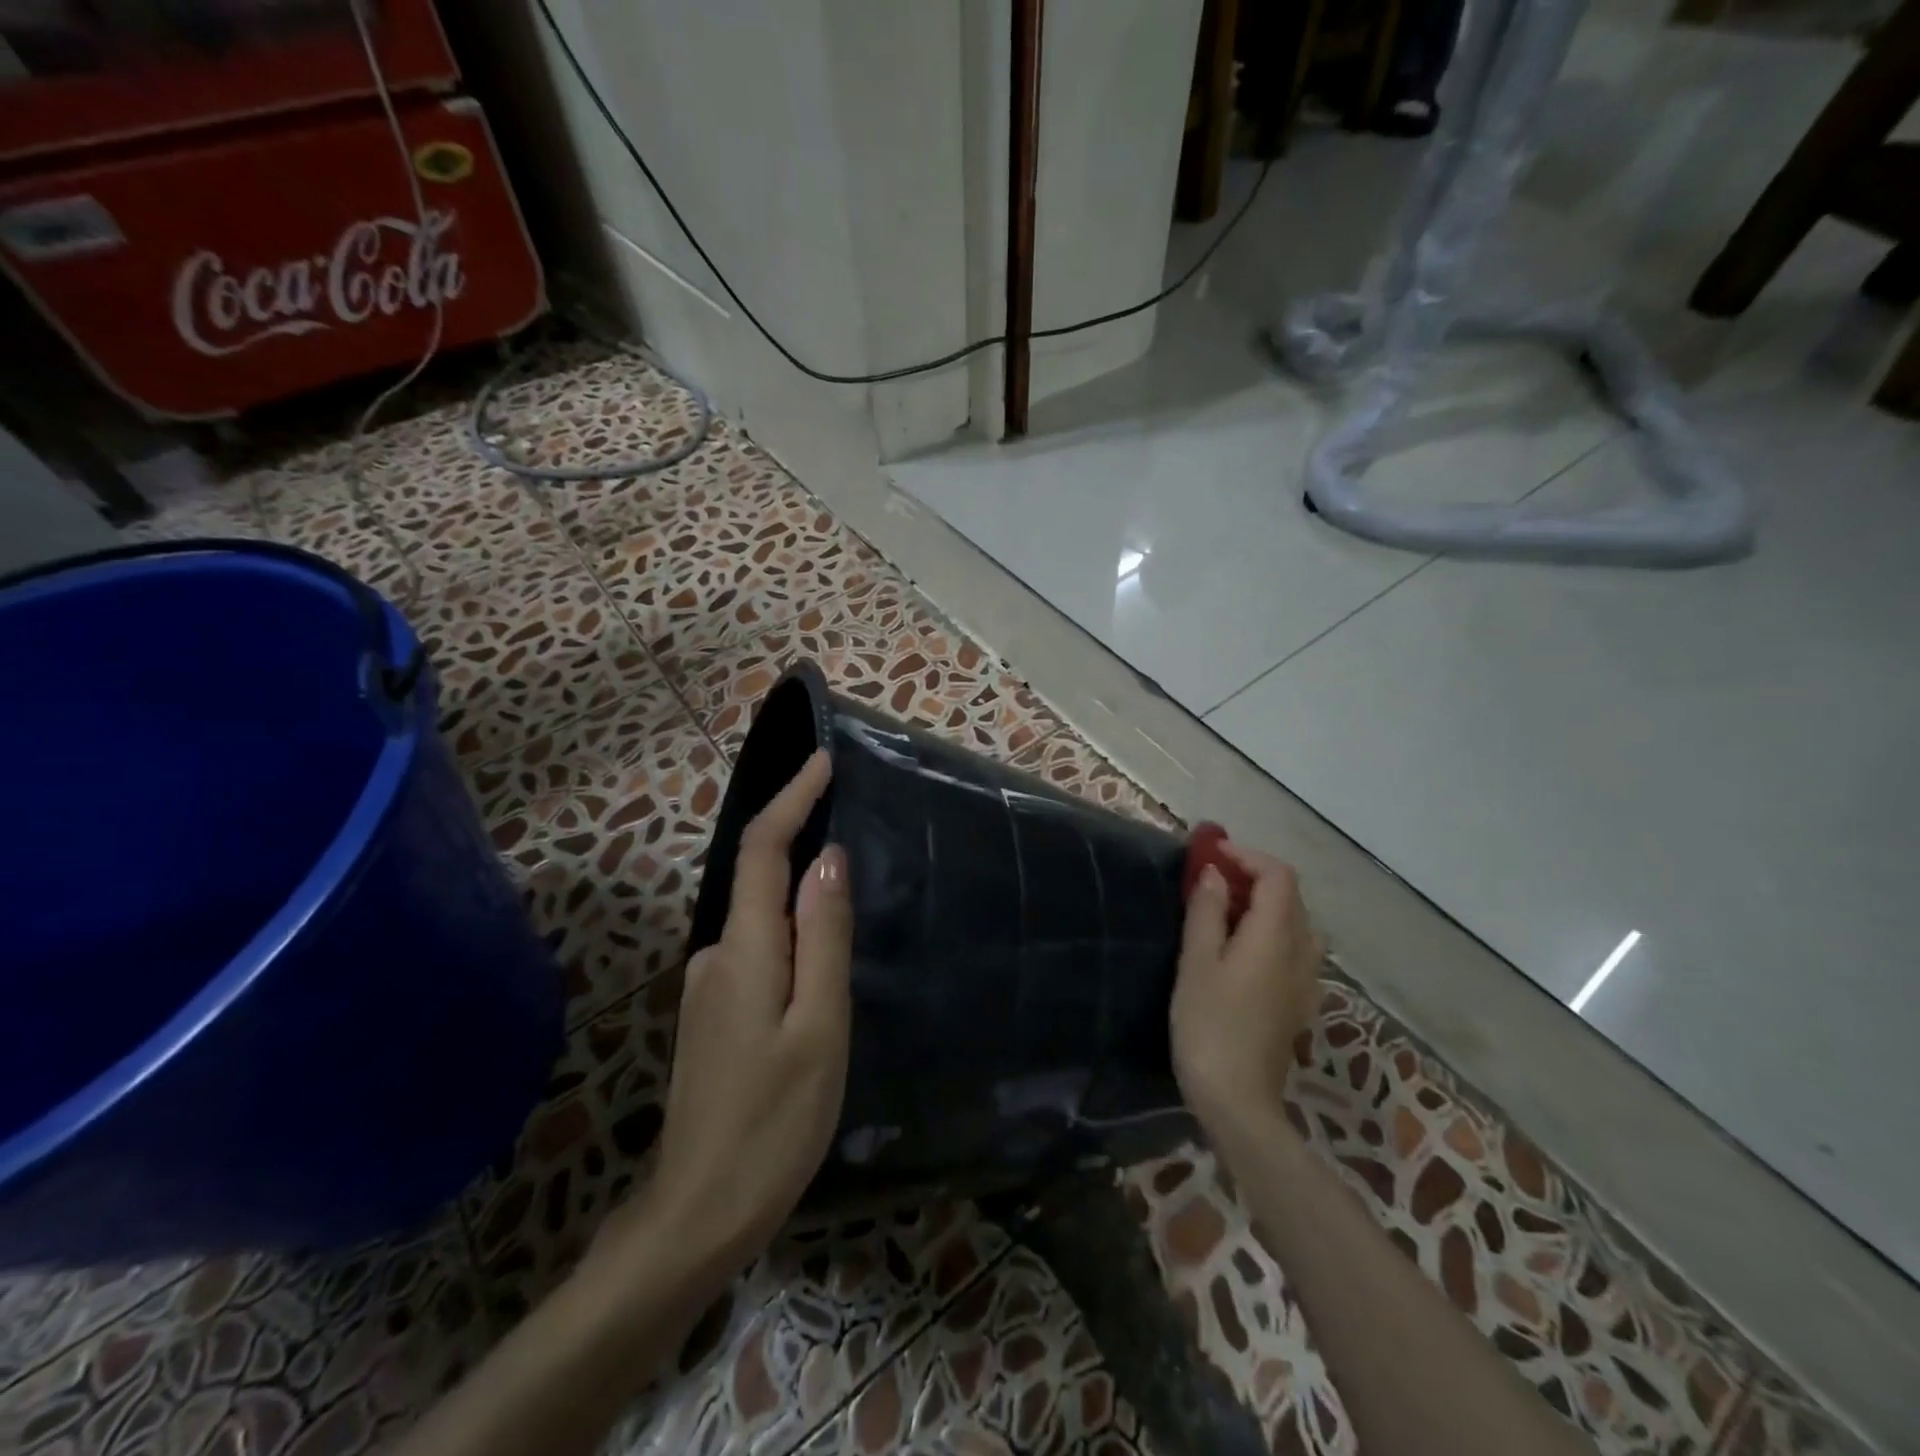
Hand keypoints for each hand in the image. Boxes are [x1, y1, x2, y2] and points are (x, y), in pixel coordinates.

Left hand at [608, 750, 852, 1278]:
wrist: (699, 1215)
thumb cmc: (774, 1122)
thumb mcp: (819, 1025)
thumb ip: (823, 937)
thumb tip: (828, 859)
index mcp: (744, 948)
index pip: (761, 849)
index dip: (791, 799)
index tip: (823, 761)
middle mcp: (717, 954)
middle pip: (758, 876)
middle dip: (799, 837)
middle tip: (853, 821)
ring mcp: (710, 987)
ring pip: (762, 919)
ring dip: (798, 893)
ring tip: (850, 898)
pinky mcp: (716, 1014)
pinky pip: (759, 950)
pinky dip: (790, 933)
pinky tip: (819, 963)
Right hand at [1170, 842, 1323, 1140]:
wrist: (1238, 1100)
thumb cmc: (1209, 1025)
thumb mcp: (1197, 962)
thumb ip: (1208, 912)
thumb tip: (1215, 874)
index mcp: (1277, 936)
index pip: (1278, 876)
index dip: (1247, 856)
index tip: (1211, 855)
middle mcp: (1302, 952)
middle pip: (1291, 897)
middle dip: (1254, 877)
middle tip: (1211, 879)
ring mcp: (1306, 980)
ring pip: (1296, 923)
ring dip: (1264, 905)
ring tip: (1225, 910)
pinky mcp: (1299, 1002)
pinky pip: (1294, 949)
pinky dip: (1271, 932)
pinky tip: (1242, 950)